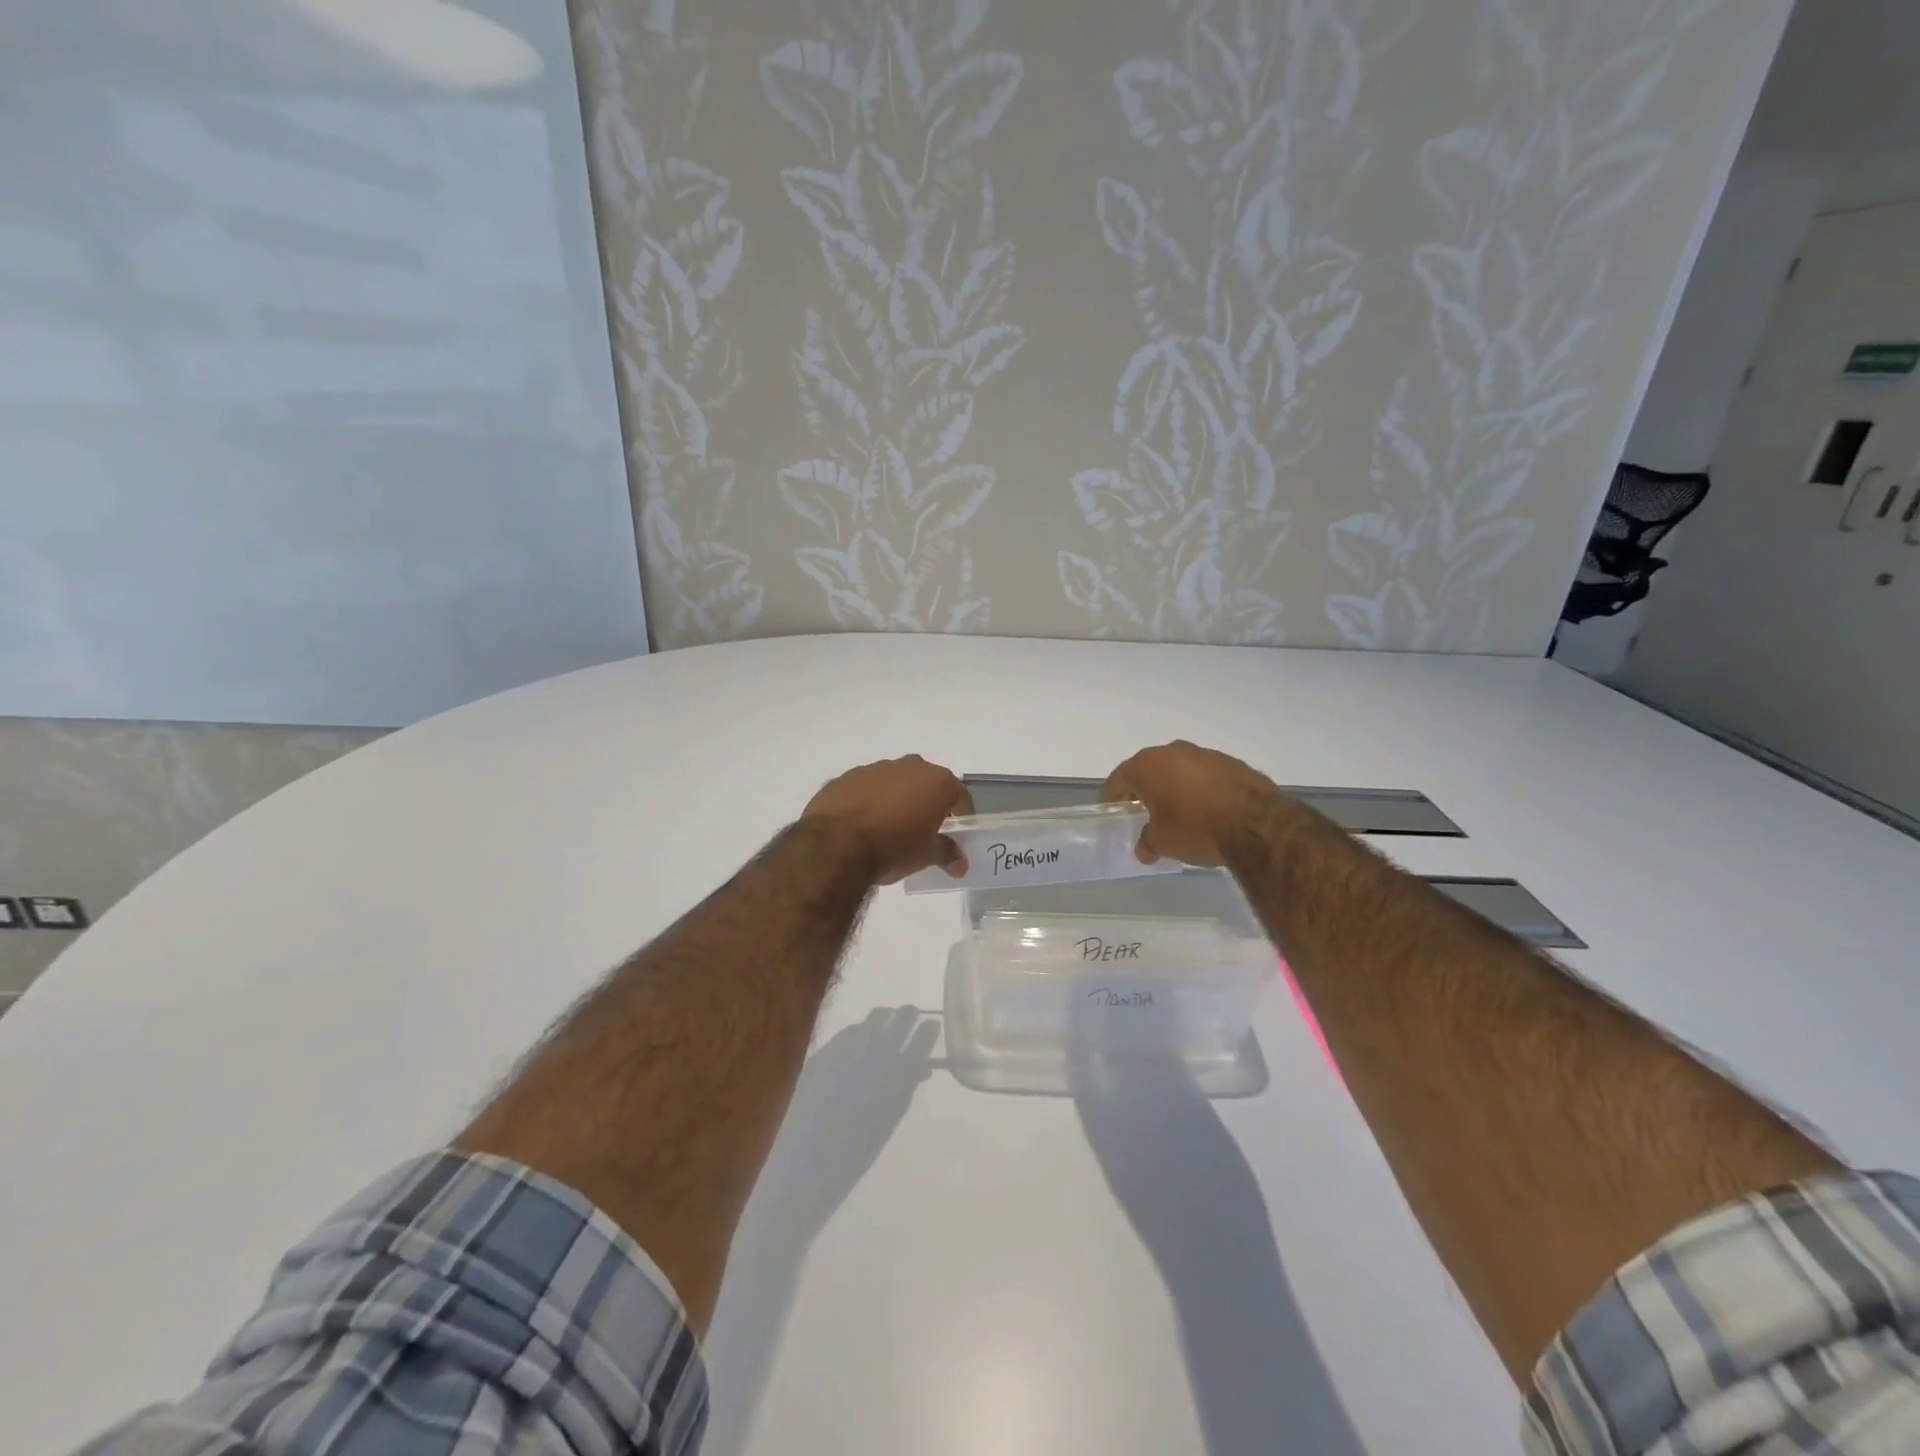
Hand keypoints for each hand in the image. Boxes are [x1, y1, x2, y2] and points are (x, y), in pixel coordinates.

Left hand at [803, 756, 973, 884]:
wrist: (835, 845)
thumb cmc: (893, 848)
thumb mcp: (926, 856)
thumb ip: (946, 853)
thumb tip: (960, 864)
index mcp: (937, 781)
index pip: (959, 796)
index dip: (960, 814)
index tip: (955, 832)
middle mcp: (910, 766)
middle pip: (926, 783)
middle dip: (927, 802)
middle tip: (923, 829)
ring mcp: (875, 768)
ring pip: (895, 782)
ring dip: (896, 799)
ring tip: (888, 827)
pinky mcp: (846, 776)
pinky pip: (866, 788)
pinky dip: (869, 800)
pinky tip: (862, 824)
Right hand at [1103, 741, 1281, 866]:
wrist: (1256, 823)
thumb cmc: (1195, 828)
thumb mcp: (1163, 842)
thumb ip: (1148, 841)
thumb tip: (1144, 848)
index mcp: (1147, 766)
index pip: (1119, 778)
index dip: (1114, 796)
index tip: (1116, 810)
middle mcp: (1172, 751)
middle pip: (1150, 769)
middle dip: (1146, 789)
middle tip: (1146, 812)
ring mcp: (1205, 754)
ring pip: (1180, 769)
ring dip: (1176, 786)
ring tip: (1180, 812)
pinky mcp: (1232, 762)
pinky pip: (1206, 775)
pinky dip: (1202, 788)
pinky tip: (1209, 810)